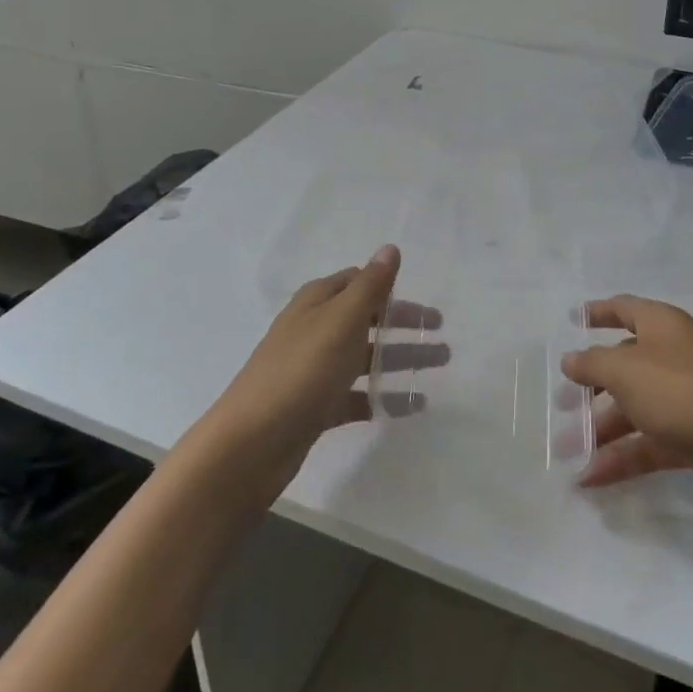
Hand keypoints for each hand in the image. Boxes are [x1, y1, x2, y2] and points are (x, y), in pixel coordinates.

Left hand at [201, 245, 445, 503]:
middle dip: (403, 324)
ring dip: (400, 358)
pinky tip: (410, 405)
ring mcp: (313, 369)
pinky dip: (382, 396)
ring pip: (365, 357)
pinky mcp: (315, 406)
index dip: (390, 288)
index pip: (359, 282)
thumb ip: (370, 286)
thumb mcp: (341, 320)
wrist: (251, 443)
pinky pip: (356, 395)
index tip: (423, 301)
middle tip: (441, 334)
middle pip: (366, 319)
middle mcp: (314, 329)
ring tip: (439, 366)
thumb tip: (390, 248)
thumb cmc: (301, 370)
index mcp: (317, 302)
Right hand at [561, 294, 692, 523]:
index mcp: (663, 326)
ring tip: (568, 451)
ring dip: (602, 428)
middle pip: (627, 363)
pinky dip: (625, 457)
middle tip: (562, 404)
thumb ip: (593, 364)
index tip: (573, 320)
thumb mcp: (627, 372)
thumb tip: (571, 359)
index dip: (598, 312)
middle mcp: (676, 355)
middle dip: (593, 384)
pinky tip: (593, 478)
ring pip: (637, 407)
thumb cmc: (687, 394)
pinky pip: (653, 442)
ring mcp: (690, 398)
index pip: (625, 308)